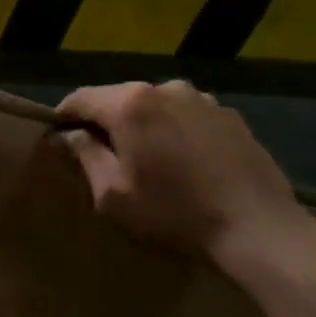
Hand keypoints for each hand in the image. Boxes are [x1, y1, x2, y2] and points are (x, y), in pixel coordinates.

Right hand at [56, 81, 314, 271]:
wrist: (258, 228)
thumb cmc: (175, 214)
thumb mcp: (114, 195)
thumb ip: (86, 156)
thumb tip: (67, 135)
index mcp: (130, 104)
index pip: (81, 98)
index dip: (63, 117)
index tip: (56, 138)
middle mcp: (165, 88)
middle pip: (119, 98)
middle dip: (105, 121)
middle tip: (99, 154)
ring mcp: (202, 98)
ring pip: (155, 106)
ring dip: (143, 125)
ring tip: (147, 159)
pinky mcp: (229, 115)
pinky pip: (187, 116)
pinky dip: (175, 131)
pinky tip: (184, 162)